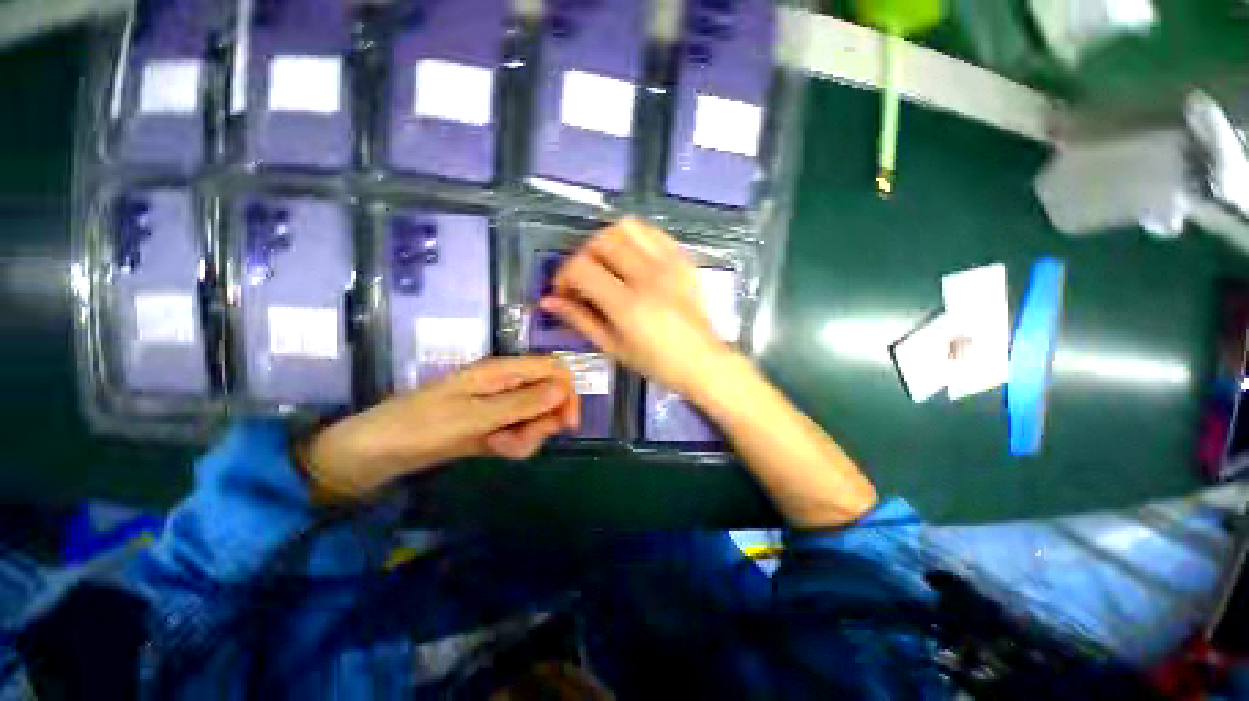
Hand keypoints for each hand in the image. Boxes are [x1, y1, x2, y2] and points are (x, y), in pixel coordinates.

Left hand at [299, 357, 577, 499]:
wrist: (378, 452)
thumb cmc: (420, 426)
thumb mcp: (474, 416)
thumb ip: (521, 403)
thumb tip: (562, 389)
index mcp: (502, 370)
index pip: (554, 368)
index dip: (567, 391)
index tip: (566, 424)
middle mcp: (508, 383)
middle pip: (549, 396)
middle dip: (542, 423)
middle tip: (516, 440)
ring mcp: (502, 404)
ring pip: (537, 418)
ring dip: (525, 437)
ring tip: (496, 445)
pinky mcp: (496, 423)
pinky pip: (521, 432)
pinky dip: (514, 444)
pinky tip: (492, 449)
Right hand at [539, 218, 733, 397]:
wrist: (702, 361)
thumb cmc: (656, 363)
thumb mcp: (613, 347)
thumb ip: (580, 320)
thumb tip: (549, 301)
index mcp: (627, 305)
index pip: (581, 268)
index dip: (563, 276)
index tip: (564, 291)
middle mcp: (647, 276)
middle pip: (600, 241)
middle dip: (582, 256)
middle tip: (584, 278)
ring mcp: (668, 264)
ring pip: (626, 227)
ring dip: (607, 240)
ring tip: (606, 263)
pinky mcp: (682, 259)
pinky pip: (653, 231)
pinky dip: (634, 237)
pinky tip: (631, 256)